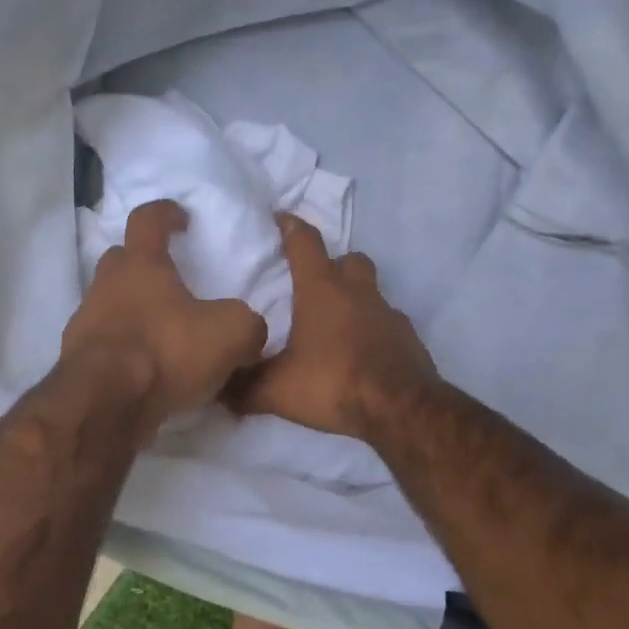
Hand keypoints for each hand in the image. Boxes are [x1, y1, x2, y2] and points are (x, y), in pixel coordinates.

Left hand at [61, 200, 267, 439]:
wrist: (104, 404)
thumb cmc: (166, 351)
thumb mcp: (230, 334)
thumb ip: (247, 324)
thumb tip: (249, 332)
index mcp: (141, 264)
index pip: (147, 220)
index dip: (165, 213)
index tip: (181, 218)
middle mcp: (107, 285)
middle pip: (121, 260)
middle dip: (144, 264)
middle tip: (170, 281)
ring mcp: (85, 322)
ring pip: (110, 303)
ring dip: (133, 310)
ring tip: (163, 333)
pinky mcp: (77, 360)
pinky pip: (105, 343)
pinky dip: (124, 348)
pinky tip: (147, 370)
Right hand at [225, 214, 436, 439]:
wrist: (400, 409)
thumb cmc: (332, 384)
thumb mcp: (277, 390)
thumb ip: (244, 387)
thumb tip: (219, 390)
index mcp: (322, 291)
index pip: (305, 243)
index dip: (291, 226)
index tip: (281, 219)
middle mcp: (358, 293)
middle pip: (349, 260)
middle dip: (333, 263)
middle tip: (315, 282)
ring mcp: (388, 313)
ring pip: (372, 290)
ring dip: (356, 297)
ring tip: (337, 322)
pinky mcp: (408, 338)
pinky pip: (388, 322)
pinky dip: (374, 329)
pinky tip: (362, 351)